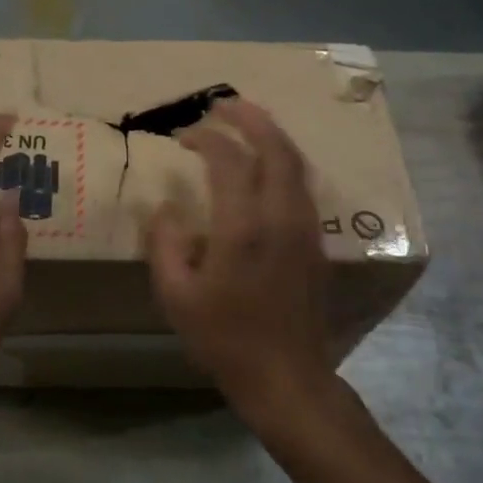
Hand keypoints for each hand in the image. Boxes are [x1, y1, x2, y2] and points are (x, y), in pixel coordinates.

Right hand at [146, 99, 334, 424]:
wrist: (287, 378)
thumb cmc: (225, 339)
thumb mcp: (176, 296)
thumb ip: (166, 243)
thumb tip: (166, 207)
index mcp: (243, 227)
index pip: (228, 159)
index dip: (205, 138)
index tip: (183, 135)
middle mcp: (281, 216)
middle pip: (275, 147)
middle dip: (249, 117)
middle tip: (222, 105)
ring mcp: (305, 227)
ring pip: (296, 162)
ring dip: (271, 134)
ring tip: (246, 122)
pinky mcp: (316, 241)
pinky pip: (302, 184)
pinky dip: (282, 160)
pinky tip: (265, 165)